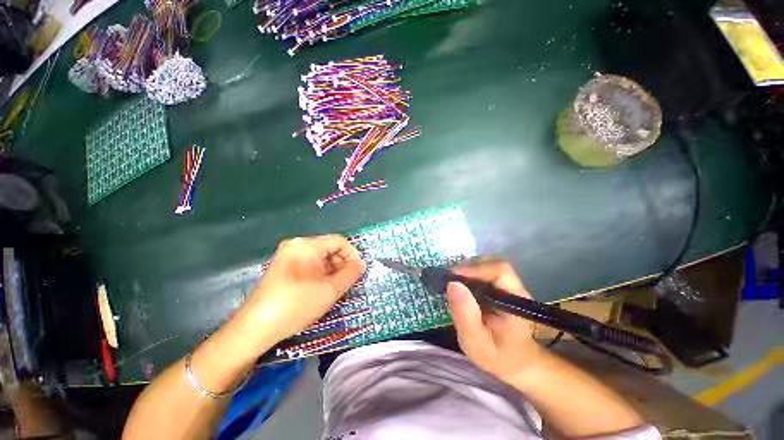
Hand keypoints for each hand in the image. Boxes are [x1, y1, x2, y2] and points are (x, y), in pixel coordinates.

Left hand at [243, 235, 365, 344]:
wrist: (255, 327)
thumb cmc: (297, 304)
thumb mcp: (331, 289)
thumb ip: (351, 273)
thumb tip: (361, 263)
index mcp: (307, 245)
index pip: (339, 241)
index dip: (353, 254)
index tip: (358, 271)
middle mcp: (296, 244)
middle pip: (328, 248)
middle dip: (341, 263)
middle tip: (347, 282)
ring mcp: (286, 255)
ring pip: (319, 257)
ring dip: (331, 270)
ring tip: (334, 287)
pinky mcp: (281, 266)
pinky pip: (308, 264)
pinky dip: (319, 273)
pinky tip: (320, 288)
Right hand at [446, 261, 547, 383]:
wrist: (516, 363)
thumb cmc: (498, 357)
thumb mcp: (476, 342)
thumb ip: (465, 316)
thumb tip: (452, 284)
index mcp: (515, 301)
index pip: (500, 270)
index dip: (475, 269)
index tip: (453, 278)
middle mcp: (515, 288)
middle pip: (491, 264)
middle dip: (467, 269)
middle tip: (449, 282)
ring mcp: (509, 286)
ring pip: (487, 266)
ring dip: (467, 271)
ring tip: (453, 285)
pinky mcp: (501, 287)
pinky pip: (484, 273)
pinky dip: (469, 275)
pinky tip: (461, 287)